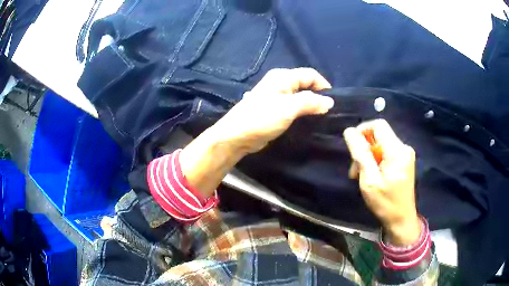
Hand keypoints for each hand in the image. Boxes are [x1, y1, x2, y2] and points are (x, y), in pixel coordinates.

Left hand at [180, 68, 332, 197]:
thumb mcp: (289, 108)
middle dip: (318, 96)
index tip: (333, 102)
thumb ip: (310, 102)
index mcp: (283, 77)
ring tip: (320, 117)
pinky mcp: (274, 109)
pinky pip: (293, 106)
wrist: (237, 136)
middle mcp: (280, 83)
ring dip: (310, 105)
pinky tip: (307, 120)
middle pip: (305, 84)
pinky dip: (302, 111)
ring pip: (299, 96)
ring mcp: (276, 96)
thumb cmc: (262, 118)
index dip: (323, 85)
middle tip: (327, 112)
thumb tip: (329, 102)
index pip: (310, 75)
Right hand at [343, 119, 420, 245]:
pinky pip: (386, 152)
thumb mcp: (369, 180)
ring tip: (361, 176)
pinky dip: (376, 161)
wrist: (401, 220)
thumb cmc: (385, 203)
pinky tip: (372, 175)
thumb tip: (349, 131)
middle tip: (355, 171)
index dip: (362, 130)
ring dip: (368, 157)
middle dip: (364, 149)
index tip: (352, 147)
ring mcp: (405, 154)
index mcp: (397, 151)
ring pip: (381, 144)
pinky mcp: (404, 161)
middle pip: (379, 135)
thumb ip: (360, 154)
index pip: (378, 125)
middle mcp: (404, 148)